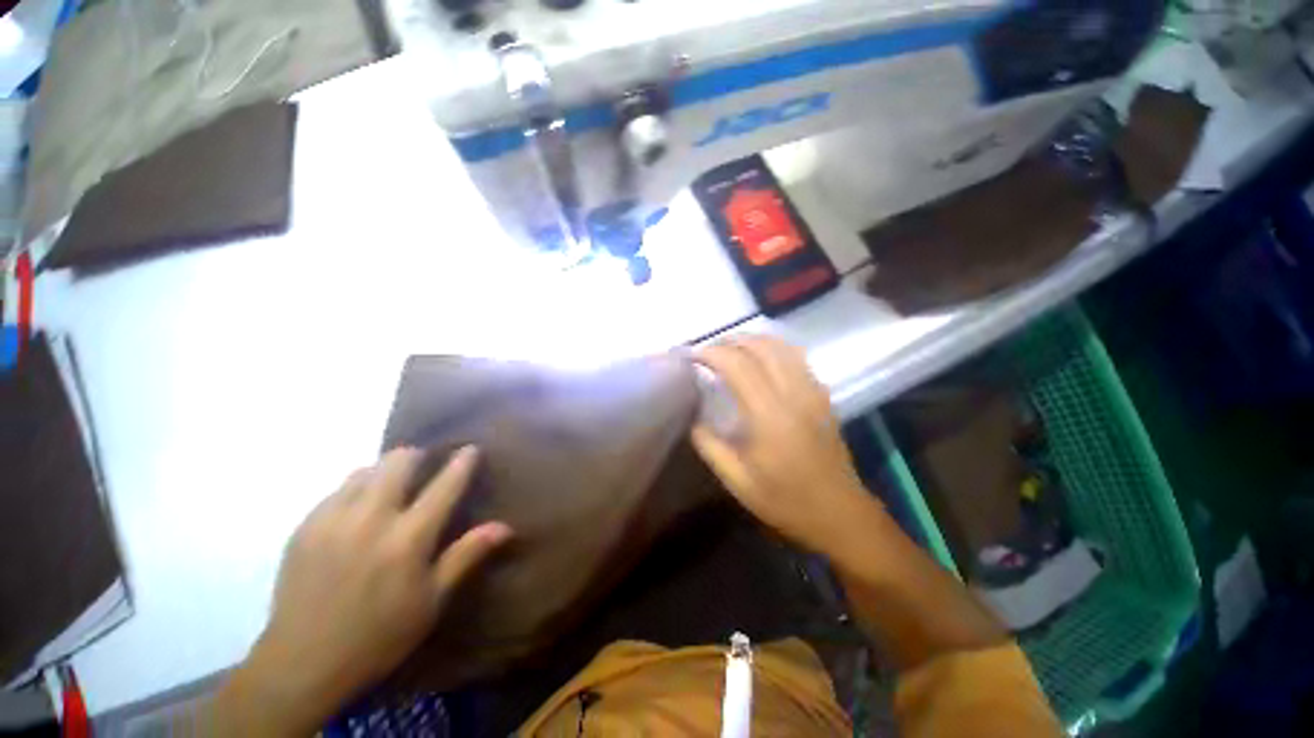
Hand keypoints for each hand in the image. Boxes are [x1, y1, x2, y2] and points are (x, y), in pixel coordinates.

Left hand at [215, 447, 510, 735]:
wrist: (302, 665)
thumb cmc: (379, 636)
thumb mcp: (431, 601)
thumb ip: (466, 556)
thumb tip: (505, 526)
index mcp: (407, 539)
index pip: (444, 485)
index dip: (462, 463)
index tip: (470, 448)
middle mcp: (371, 519)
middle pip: (399, 462)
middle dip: (418, 456)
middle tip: (425, 466)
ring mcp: (333, 520)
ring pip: (365, 470)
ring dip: (385, 470)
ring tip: (391, 485)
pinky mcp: (305, 527)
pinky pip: (337, 489)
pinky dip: (356, 487)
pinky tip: (358, 508)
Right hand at [691, 337, 876, 556]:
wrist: (841, 514)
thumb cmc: (786, 501)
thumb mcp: (738, 481)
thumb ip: (709, 445)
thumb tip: (692, 416)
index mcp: (770, 415)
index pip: (738, 365)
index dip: (712, 353)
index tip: (691, 356)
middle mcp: (794, 394)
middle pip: (760, 347)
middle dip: (729, 341)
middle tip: (707, 352)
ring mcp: (813, 391)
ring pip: (781, 346)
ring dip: (751, 341)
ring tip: (729, 350)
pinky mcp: (822, 395)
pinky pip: (795, 357)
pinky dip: (772, 349)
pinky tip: (759, 360)